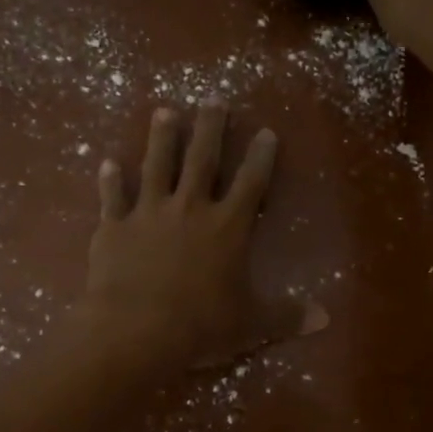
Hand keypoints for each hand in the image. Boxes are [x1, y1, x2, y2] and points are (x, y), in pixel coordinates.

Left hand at [78, 103, 326, 369]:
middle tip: (212, 100)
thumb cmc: (200, 326)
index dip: (261, 156)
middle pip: (202, 159)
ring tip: (164, 111)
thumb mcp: (251, 324)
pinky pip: (112, 198)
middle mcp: (189, 208)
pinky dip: (109, 181)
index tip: (266, 131)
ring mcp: (148, 214)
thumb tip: (325, 319)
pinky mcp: (114, 227)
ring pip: (156, 165)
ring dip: (161, 138)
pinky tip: (107, 162)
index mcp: (227, 227)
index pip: (251, 182)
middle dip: (210, 128)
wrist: (136, 331)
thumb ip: (287, 316)